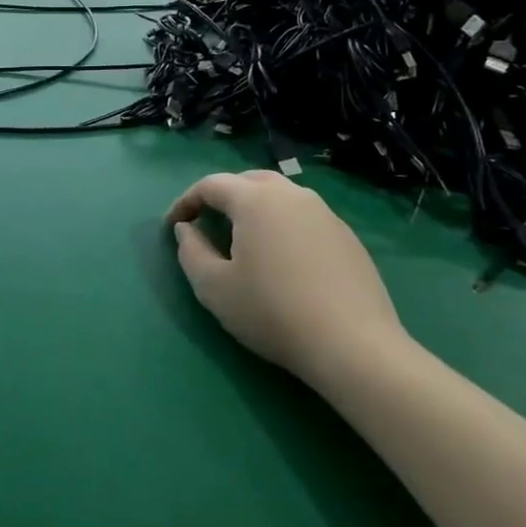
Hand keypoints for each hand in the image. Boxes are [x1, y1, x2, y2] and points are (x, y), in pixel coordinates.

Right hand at [167, 171, 409, 385]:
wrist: (352, 345)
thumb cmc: (272, 311)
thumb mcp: (213, 287)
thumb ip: (190, 251)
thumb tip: (186, 229)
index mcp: (256, 200)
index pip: (211, 185)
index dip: (186, 201)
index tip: (173, 225)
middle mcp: (292, 195)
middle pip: (249, 181)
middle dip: (222, 196)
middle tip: (207, 222)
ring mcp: (325, 213)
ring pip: (281, 196)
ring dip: (255, 208)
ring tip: (243, 238)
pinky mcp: (347, 236)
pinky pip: (304, 217)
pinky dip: (283, 225)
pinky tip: (282, 258)